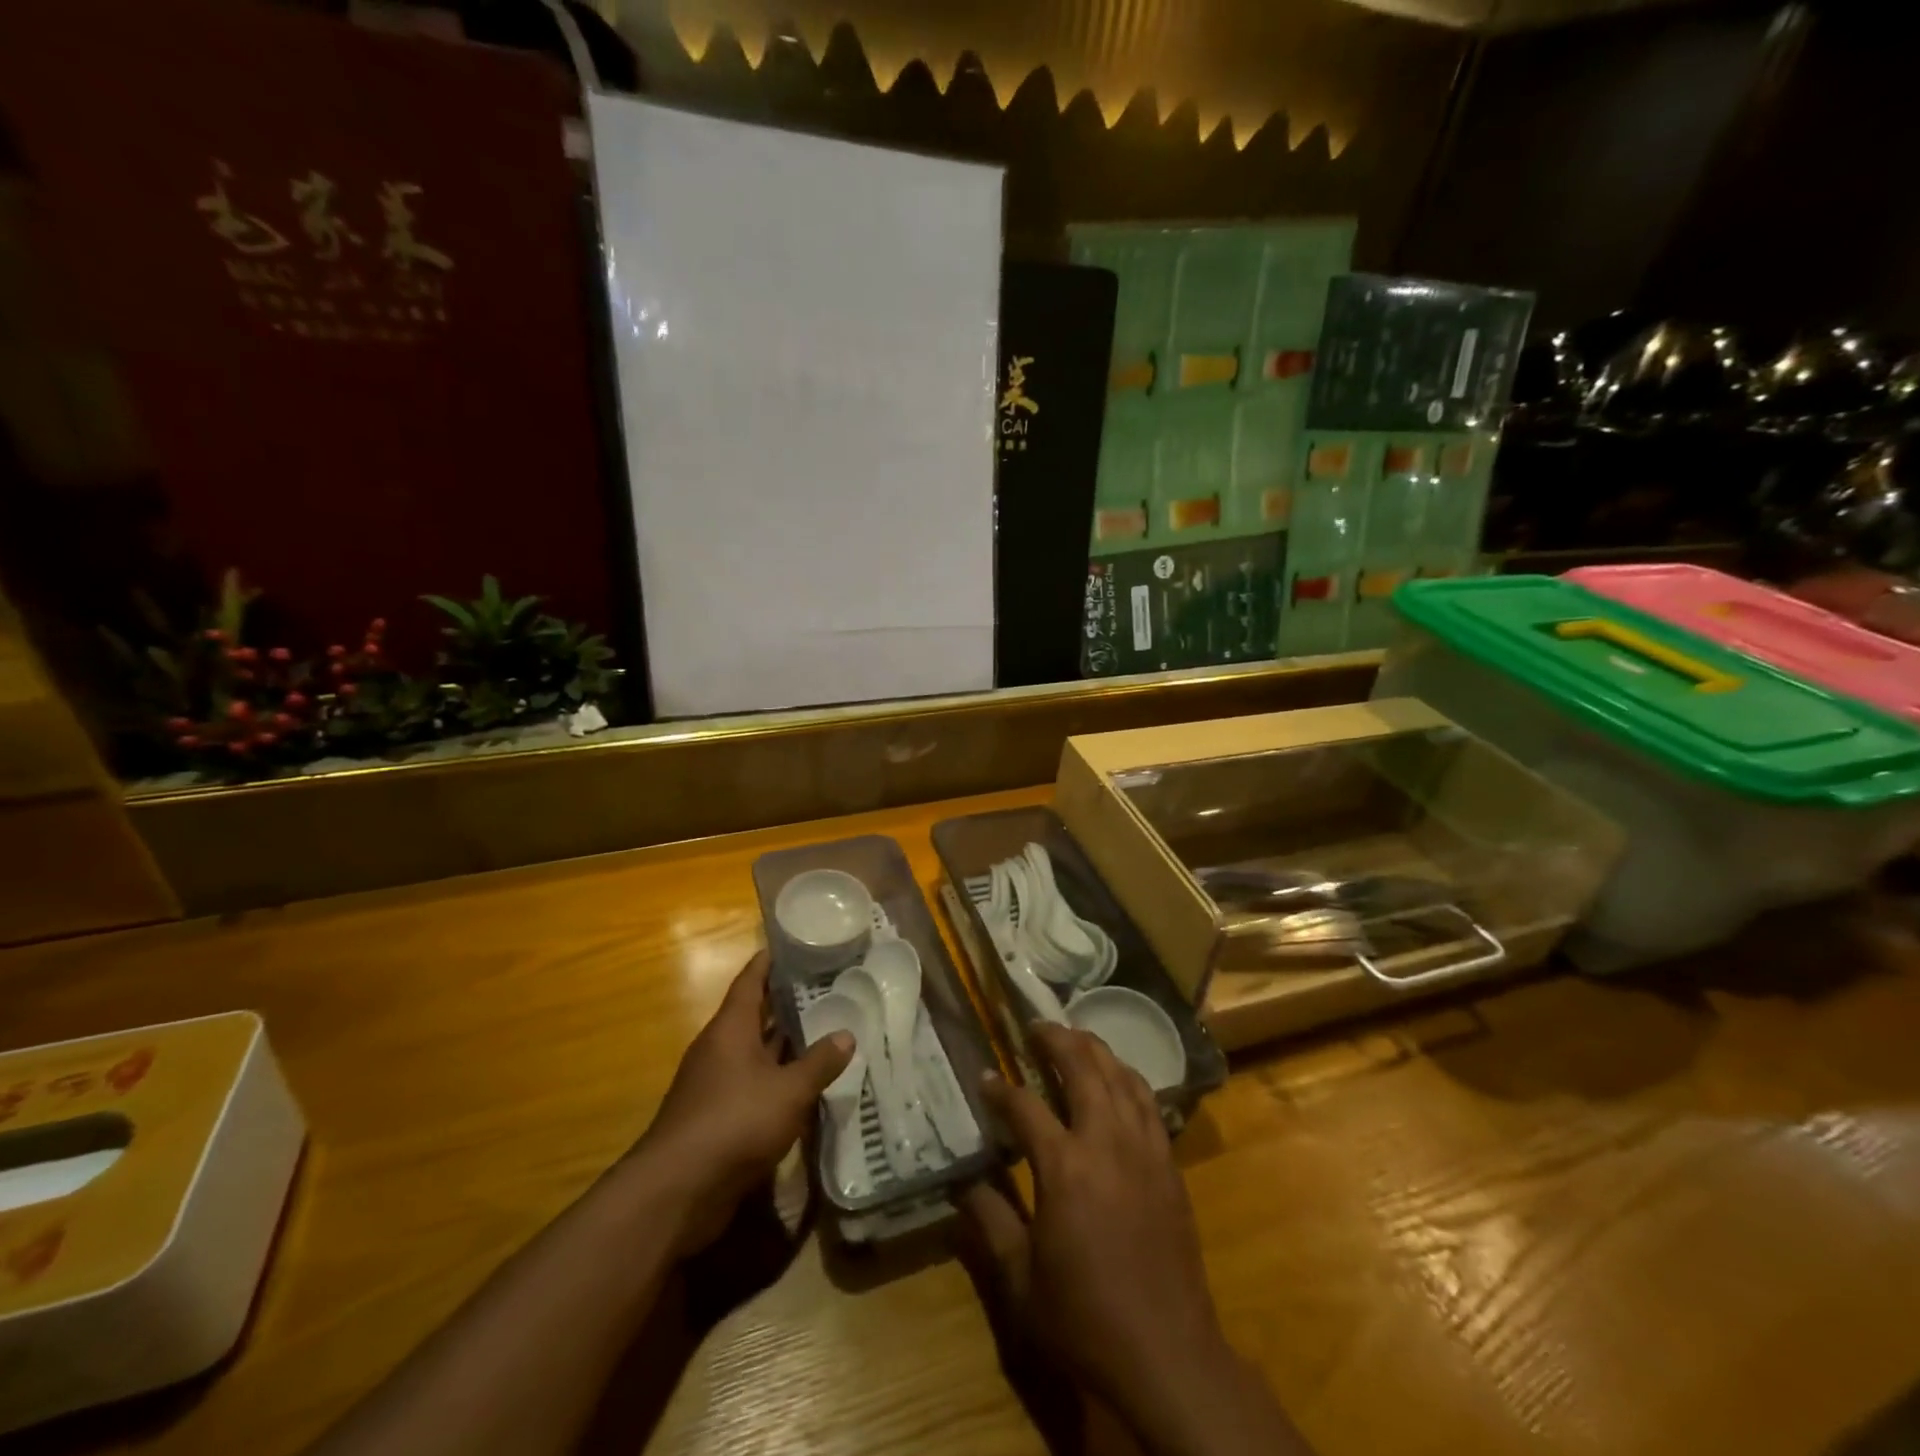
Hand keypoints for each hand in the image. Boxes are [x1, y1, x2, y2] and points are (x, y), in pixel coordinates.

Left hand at [629, 952, 851, 1257]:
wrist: (678, 1191)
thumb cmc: (735, 1122)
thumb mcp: (789, 1091)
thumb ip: (819, 1062)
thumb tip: (847, 1034)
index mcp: (730, 1028)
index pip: (750, 980)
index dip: (769, 961)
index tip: (793, 945)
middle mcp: (719, 1048)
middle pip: (753, 1014)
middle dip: (785, 1002)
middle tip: (824, 987)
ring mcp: (714, 1083)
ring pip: (754, 1051)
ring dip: (783, 1042)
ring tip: (822, 1029)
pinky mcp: (715, 1116)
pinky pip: (751, 1083)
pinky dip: (776, 1077)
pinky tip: (803, 1083)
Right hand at [964, 1025, 1224, 1404]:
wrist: (1167, 1356)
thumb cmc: (1085, 1319)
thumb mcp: (1021, 1279)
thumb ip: (990, 1220)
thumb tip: (962, 1182)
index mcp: (1065, 1167)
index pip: (1025, 1107)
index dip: (1000, 1089)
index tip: (984, 1077)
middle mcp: (1106, 1142)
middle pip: (1082, 1068)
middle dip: (1055, 1040)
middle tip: (1035, 1027)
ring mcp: (1144, 1148)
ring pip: (1120, 1076)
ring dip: (1095, 1049)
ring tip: (1074, 1039)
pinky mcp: (1168, 1163)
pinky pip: (1148, 1101)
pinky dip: (1128, 1077)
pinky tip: (1118, 1078)